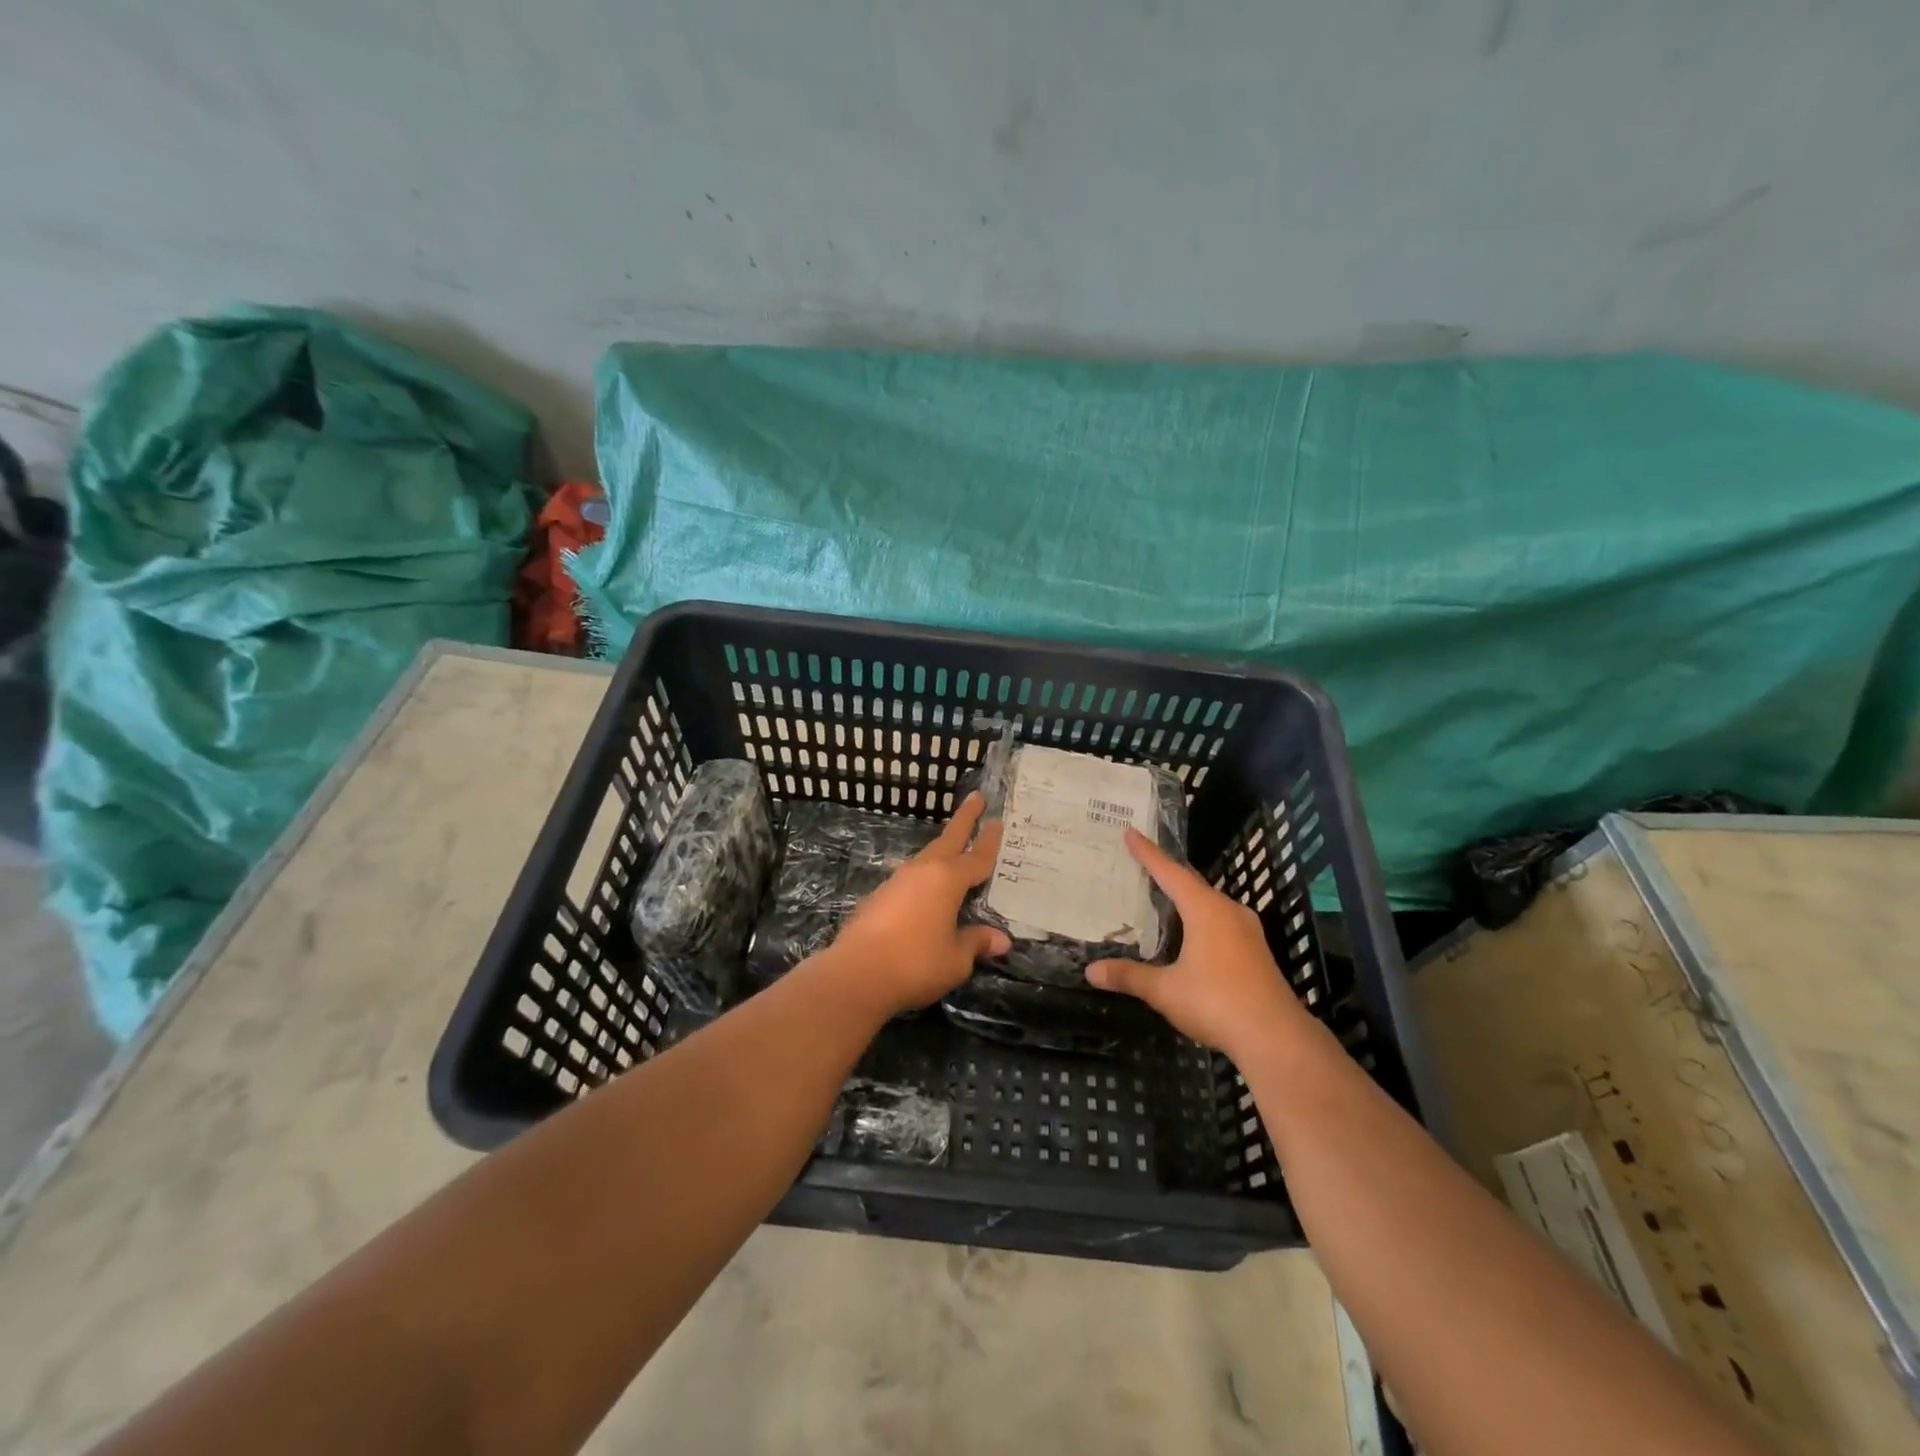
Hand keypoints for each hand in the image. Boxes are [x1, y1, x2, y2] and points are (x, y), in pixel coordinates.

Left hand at [822, 793, 1011, 1016]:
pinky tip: (926, 890)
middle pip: (949, 839)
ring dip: (942, 849)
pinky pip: (911, 879)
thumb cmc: (915, 963)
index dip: (990, 841)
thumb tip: (1001, 940)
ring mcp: (897, 882)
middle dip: (964, 819)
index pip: (977, 857)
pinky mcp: (879, 897)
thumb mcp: (956, 959)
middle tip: (977, 797)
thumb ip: (976, 943)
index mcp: (947, 880)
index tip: (998, 820)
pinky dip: (925, 877)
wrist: (856, 973)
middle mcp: (923, 872)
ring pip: (927, 858)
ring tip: (954, 848)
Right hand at [1087, 828, 1309, 1059]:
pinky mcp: (1255, 951)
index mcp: (1205, 910)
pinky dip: (1199, 916)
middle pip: (1192, 883)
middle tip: (1141, 862)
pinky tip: (1191, 931)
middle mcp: (1228, 911)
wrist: (1276, 1038)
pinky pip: (1220, 920)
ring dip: (1186, 896)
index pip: (1170, 872)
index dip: (1148, 853)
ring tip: (1163, 894)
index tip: (1130, 831)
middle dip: (1166, 872)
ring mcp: (1247, 931)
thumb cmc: (1216, 1003)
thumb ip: (1129, 976)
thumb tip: (1091, 971)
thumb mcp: (1165, 990)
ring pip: (1209, 902)